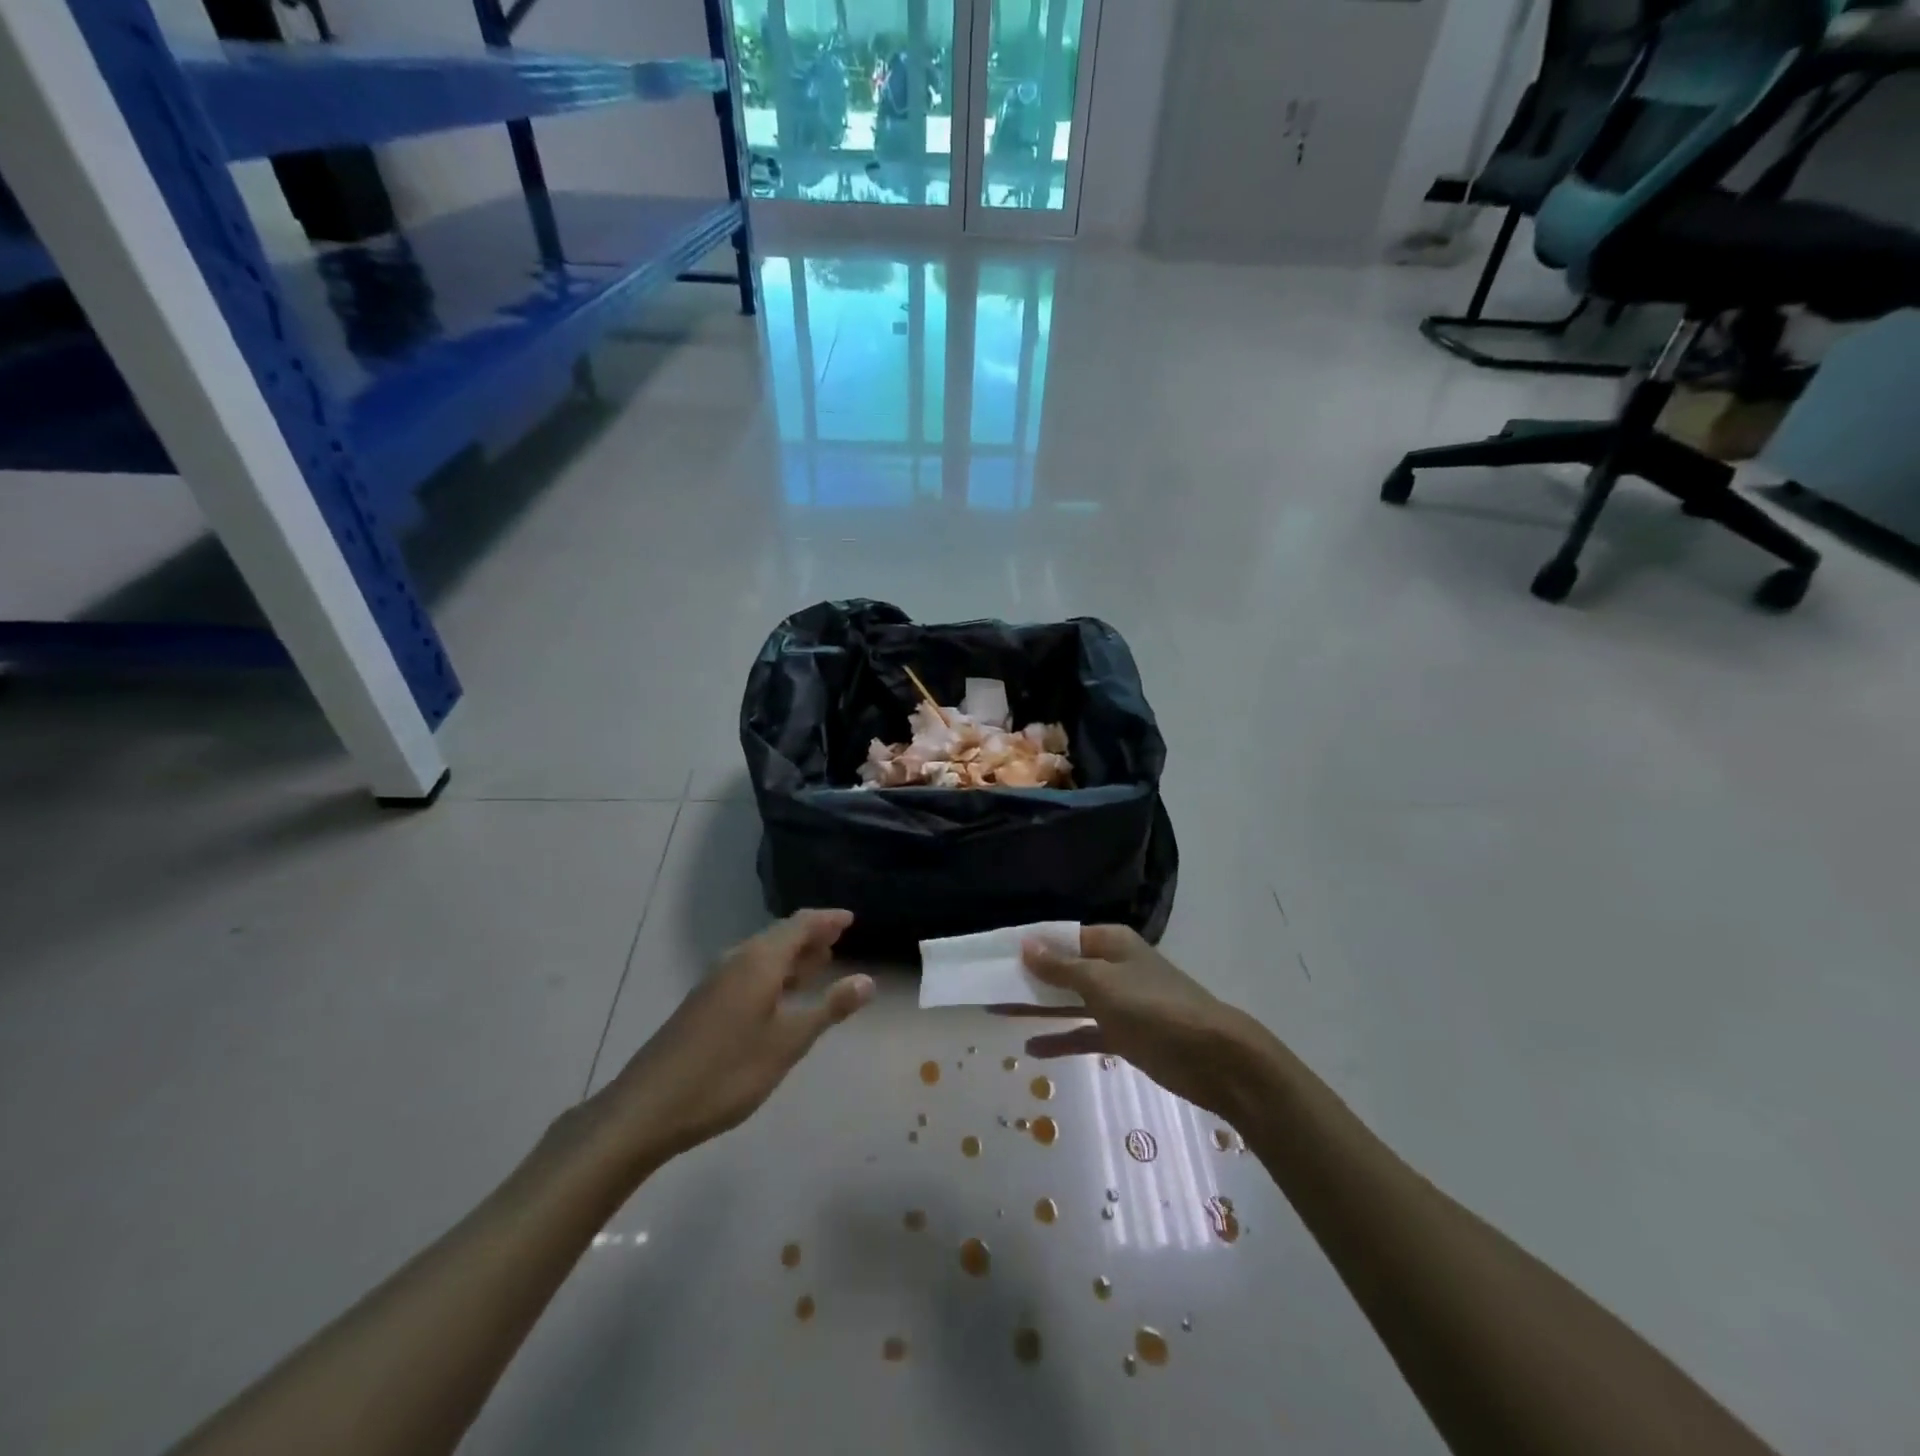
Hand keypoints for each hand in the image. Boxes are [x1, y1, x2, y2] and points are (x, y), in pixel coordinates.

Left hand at [600, 910, 873, 1161]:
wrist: (648, 1108)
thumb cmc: (727, 1072)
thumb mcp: (788, 1043)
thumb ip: (829, 1008)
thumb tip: (868, 980)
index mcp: (759, 961)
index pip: (800, 924)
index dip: (828, 919)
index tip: (851, 919)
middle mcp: (737, 960)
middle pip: (780, 935)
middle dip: (811, 937)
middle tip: (839, 941)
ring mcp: (716, 981)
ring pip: (763, 955)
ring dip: (792, 956)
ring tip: (818, 964)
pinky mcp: (704, 1003)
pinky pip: (749, 972)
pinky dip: (773, 973)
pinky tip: (780, 996)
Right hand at [1009, 927, 1263, 1121]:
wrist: (1212, 1057)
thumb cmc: (1154, 1007)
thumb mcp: (1101, 983)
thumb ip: (1061, 967)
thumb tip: (1025, 943)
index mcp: (1109, 943)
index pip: (1060, 937)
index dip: (1028, 945)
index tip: (992, 954)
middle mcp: (1112, 967)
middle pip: (1061, 969)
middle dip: (1026, 978)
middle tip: (985, 985)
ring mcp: (1119, 1003)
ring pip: (1069, 1001)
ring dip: (1037, 1008)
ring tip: (996, 1013)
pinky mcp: (1124, 1035)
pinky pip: (1084, 1033)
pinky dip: (1061, 1039)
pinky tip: (1031, 1049)